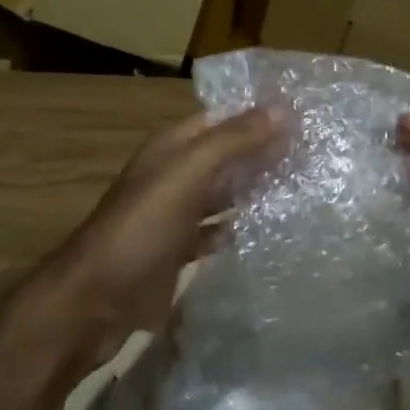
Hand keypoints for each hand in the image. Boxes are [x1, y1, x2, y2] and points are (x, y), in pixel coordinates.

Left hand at [24, 107, 281, 375]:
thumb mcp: (188, 174)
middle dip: (263, 153)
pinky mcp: (179, 250)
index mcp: (173, 147)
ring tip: (303, 187)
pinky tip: (269, 230)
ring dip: (255, 190)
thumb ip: (233, 140)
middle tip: (315, 154)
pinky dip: (238, 227)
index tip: (307, 118)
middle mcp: (175, 174)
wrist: (94, 302)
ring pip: (224, 193)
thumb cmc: (141, 227)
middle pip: (226, 155)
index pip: (224, 118)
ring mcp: (176, 214)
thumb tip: (283, 107)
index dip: (260, 116)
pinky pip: (216, 230)